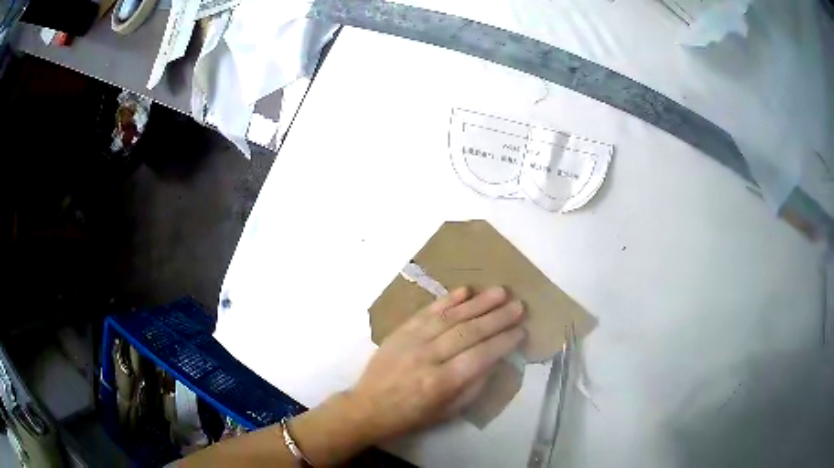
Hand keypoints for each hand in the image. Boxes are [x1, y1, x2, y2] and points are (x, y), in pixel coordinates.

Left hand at [347, 286, 525, 441]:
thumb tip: (495, 360)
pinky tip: (466, 290)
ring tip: (500, 291)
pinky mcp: (400, 331)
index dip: (503, 342)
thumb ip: (473, 386)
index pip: (480, 357)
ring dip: (478, 303)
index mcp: (440, 383)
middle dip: (497, 318)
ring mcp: (412, 341)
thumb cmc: (411, 415)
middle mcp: (428, 358)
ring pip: (450, 317)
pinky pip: (427, 311)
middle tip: (518, 306)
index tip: (521, 331)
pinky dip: (447, 299)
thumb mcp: (447, 412)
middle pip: (468, 332)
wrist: (368, 406)